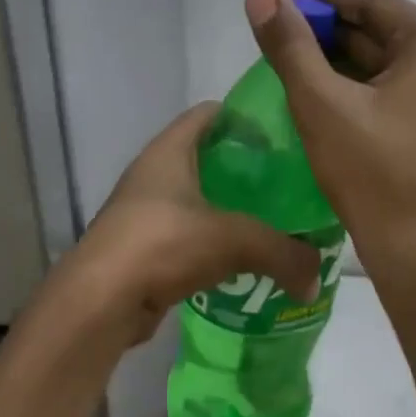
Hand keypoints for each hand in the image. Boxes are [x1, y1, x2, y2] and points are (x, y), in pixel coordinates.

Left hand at [68, 103, 323, 332]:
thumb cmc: (163, 245)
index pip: (208, 114)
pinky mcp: (142, 249)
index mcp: (168, 151)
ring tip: (272, 221)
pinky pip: (187, 236)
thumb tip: (315, 277)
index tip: (282, 134)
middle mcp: (152, 174)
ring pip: (197, 200)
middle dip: (244, 168)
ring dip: (229, 209)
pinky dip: (213, 243)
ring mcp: (144, 212)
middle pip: (205, 157)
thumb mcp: (235, 240)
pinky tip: (242, 259)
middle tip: (286, 183)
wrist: (100, 303)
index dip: (244, 117)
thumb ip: (283, 252)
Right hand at [245, 0, 415, 262]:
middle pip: (381, 29)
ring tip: (292, 63)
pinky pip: (396, 87)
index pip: (372, 2)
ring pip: (386, 60)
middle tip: (279, 37)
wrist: (413, 248)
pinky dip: (359, 84)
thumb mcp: (320, 102)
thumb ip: (289, 44)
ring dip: (340, 58)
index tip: (278, 4)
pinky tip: (323, 92)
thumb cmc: (369, 171)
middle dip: (328, 31)